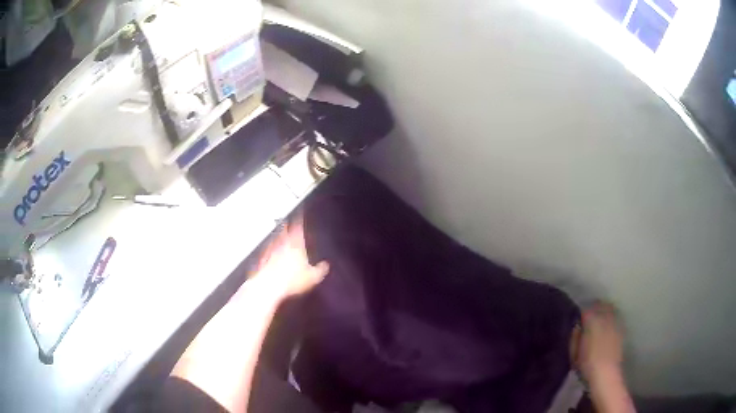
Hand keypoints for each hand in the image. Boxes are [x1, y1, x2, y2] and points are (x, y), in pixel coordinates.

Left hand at [252, 213, 329, 298]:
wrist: (269, 285)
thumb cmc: (291, 280)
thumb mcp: (313, 277)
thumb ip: (320, 269)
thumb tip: (325, 266)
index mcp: (296, 244)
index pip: (298, 226)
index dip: (299, 219)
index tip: (299, 213)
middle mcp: (282, 243)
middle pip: (284, 229)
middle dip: (287, 224)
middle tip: (288, 220)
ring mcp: (270, 250)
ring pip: (275, 238)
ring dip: (277, 235)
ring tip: (279, 233)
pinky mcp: (261, 258)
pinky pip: (266, 250)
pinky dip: (268, 249)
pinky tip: (268, 252)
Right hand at [577, 301, 623, 381]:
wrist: (606, 373)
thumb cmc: (587, 364)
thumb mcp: (573, 354)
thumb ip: (574, 337)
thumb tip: (577, 327)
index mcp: (591, 321)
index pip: (585, 310)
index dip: (581, 314)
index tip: (578, 321)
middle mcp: (604, 317)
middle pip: (600, 305)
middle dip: (594, 308)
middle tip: (588, 317)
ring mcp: (614, 322)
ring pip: (610, 308)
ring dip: (604, 310)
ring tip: (599, 318)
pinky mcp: (621, 329)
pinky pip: (616, 317)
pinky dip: (611, 318)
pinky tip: (608, 325)